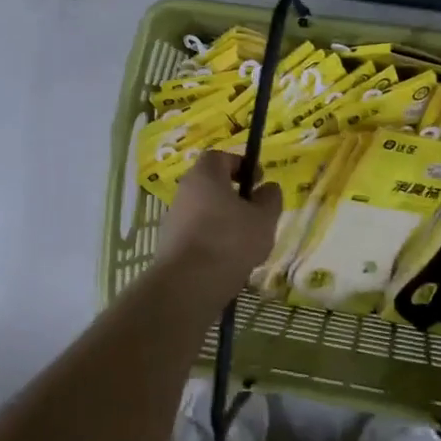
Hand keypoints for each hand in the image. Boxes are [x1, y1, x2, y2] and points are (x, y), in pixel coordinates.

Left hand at [157, 151, 282, 298]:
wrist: (188, 284)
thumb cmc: (230, 241)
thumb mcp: (264, 218)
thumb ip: (270, 199)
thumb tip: (268, 188)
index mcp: (205, 175)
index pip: (220, 156)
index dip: (241, 164)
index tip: (258, 181)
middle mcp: (184, 191)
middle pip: (211, 185)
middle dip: (234, 196)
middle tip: (255, 213)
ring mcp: (173, 219)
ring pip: (204, 211)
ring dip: (224, 220)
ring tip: (245, 243)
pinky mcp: (169, 245)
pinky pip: (196, 234)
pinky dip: (212, 241)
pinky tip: (228, 261)